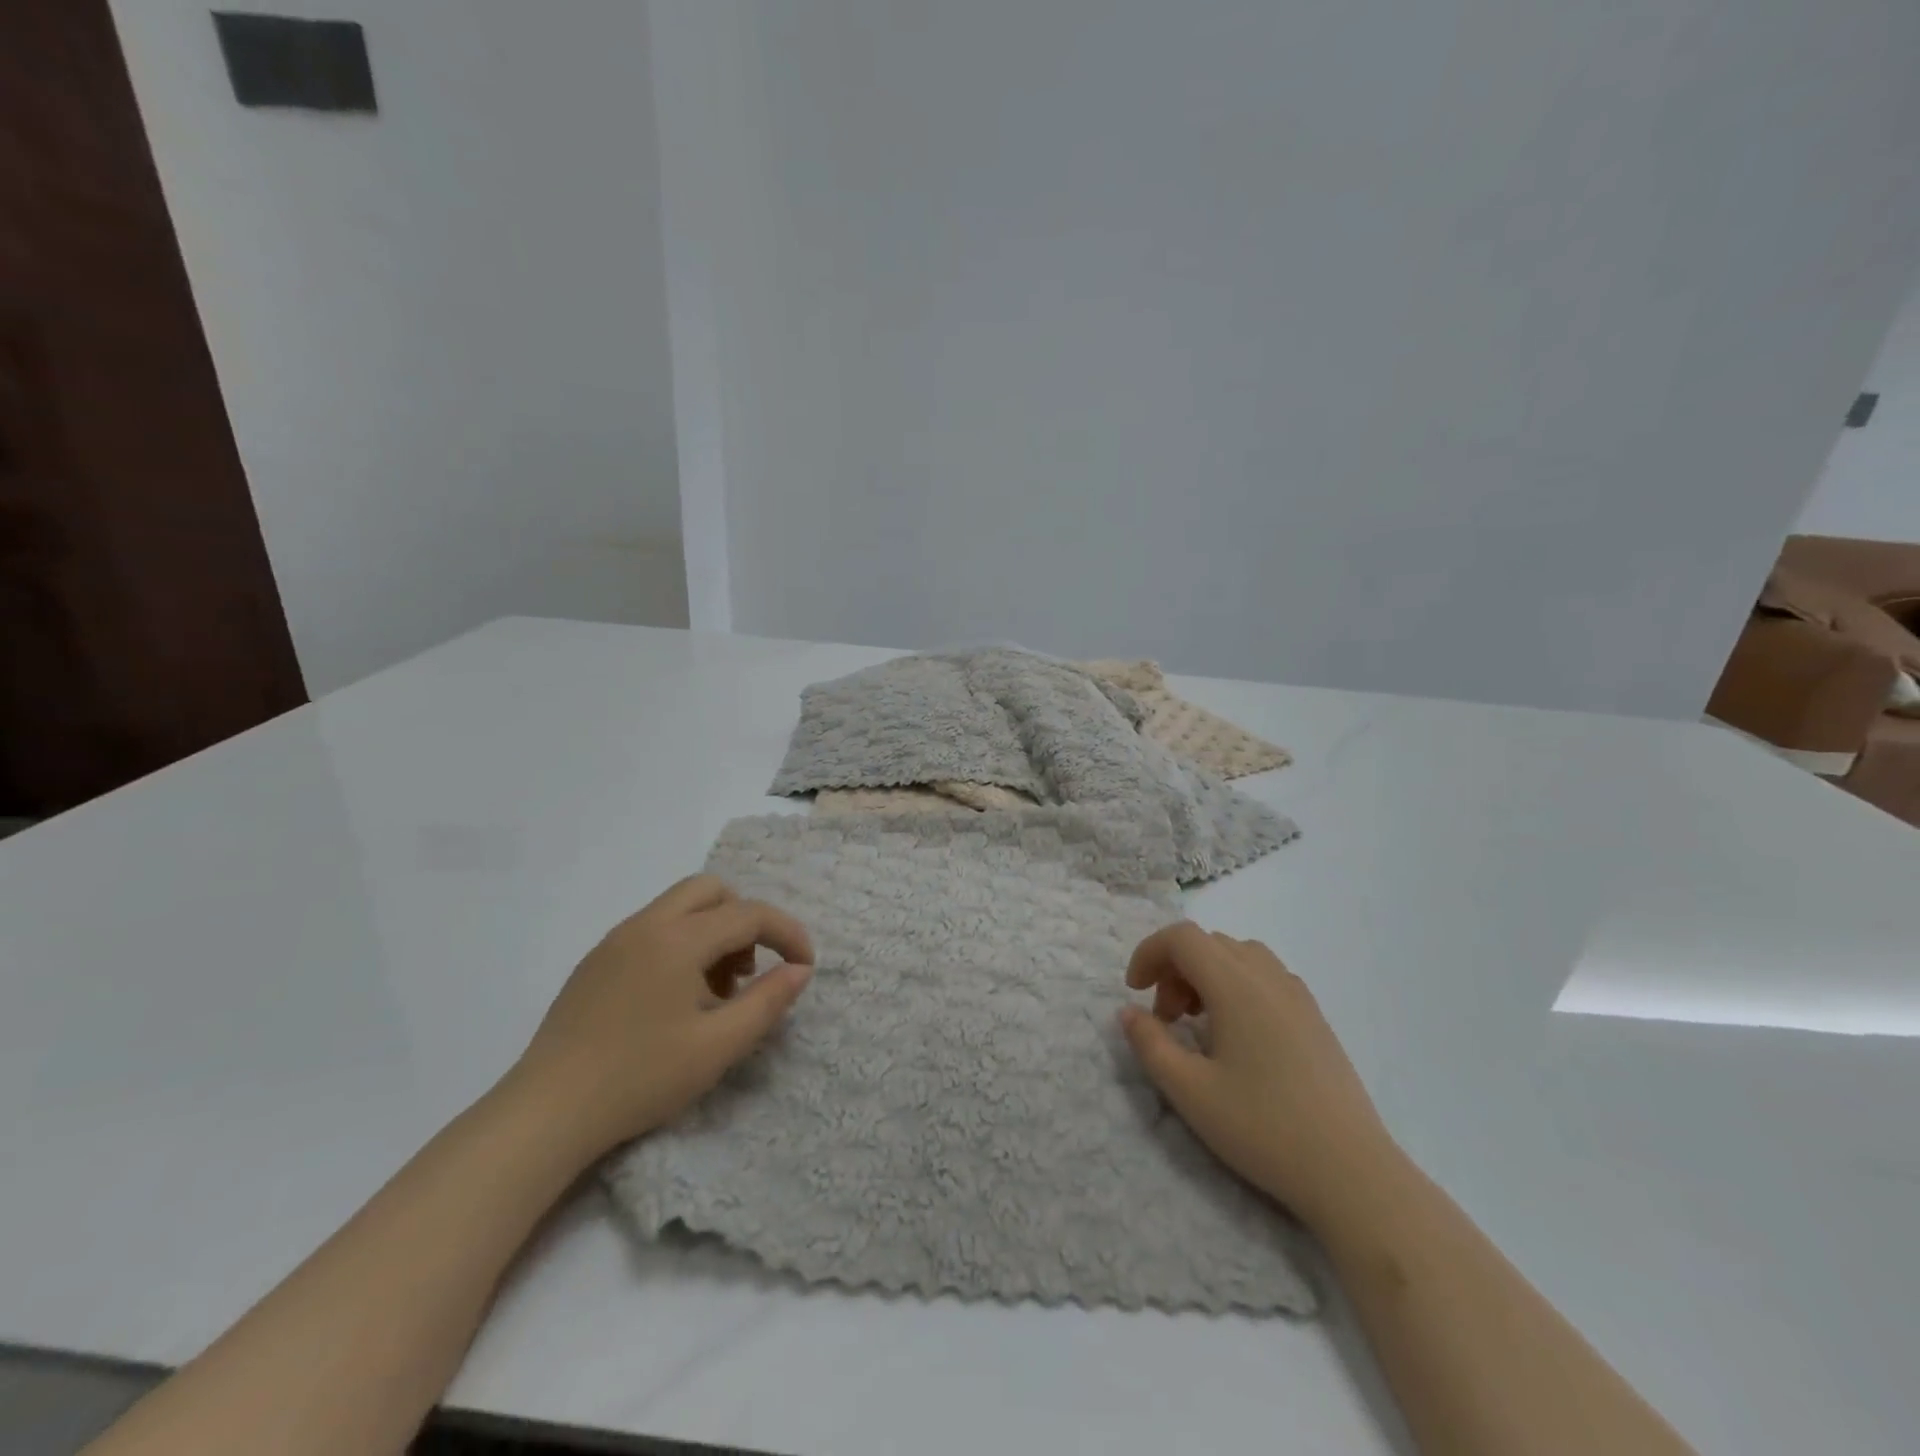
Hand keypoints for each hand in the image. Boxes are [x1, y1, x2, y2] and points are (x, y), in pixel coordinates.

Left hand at [512, 875, 813, 1158]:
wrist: (545, 1113)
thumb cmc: (640, 1077)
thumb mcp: (718, 1046)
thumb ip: (767, 1001)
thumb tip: (799, 970)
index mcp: (678, 939)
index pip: (749, 914)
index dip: (787, 934)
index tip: (804, 966)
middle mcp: (646, 924)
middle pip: (711, 890)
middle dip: (745, 919)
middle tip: (750, 969)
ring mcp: (615, 940)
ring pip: (680, 908)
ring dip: (713, 931)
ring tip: (716, 991)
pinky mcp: (596, 962)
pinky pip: (653, 930)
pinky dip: (682, 944)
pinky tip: (676, 999)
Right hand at [1119, 924, 1401, 1230]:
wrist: (1352, 1173)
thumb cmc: (1263, 1128)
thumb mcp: (1189, 1091)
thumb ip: (1150, 1044)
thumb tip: (1129, 1012)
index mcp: (1235, 985)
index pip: (1182, 938)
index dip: (1149, 953)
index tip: (1134, 992)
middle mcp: (1268, 976)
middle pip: (1209, 943)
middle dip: (1174, 969)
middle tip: (1165, 1019)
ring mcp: (1297, 995)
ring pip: (1239, 956)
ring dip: (1206, 975)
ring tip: (1198, 1023)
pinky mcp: (1315, 1017)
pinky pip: (1265, 976)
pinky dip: (1236, 985)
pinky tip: (1237, 1035)